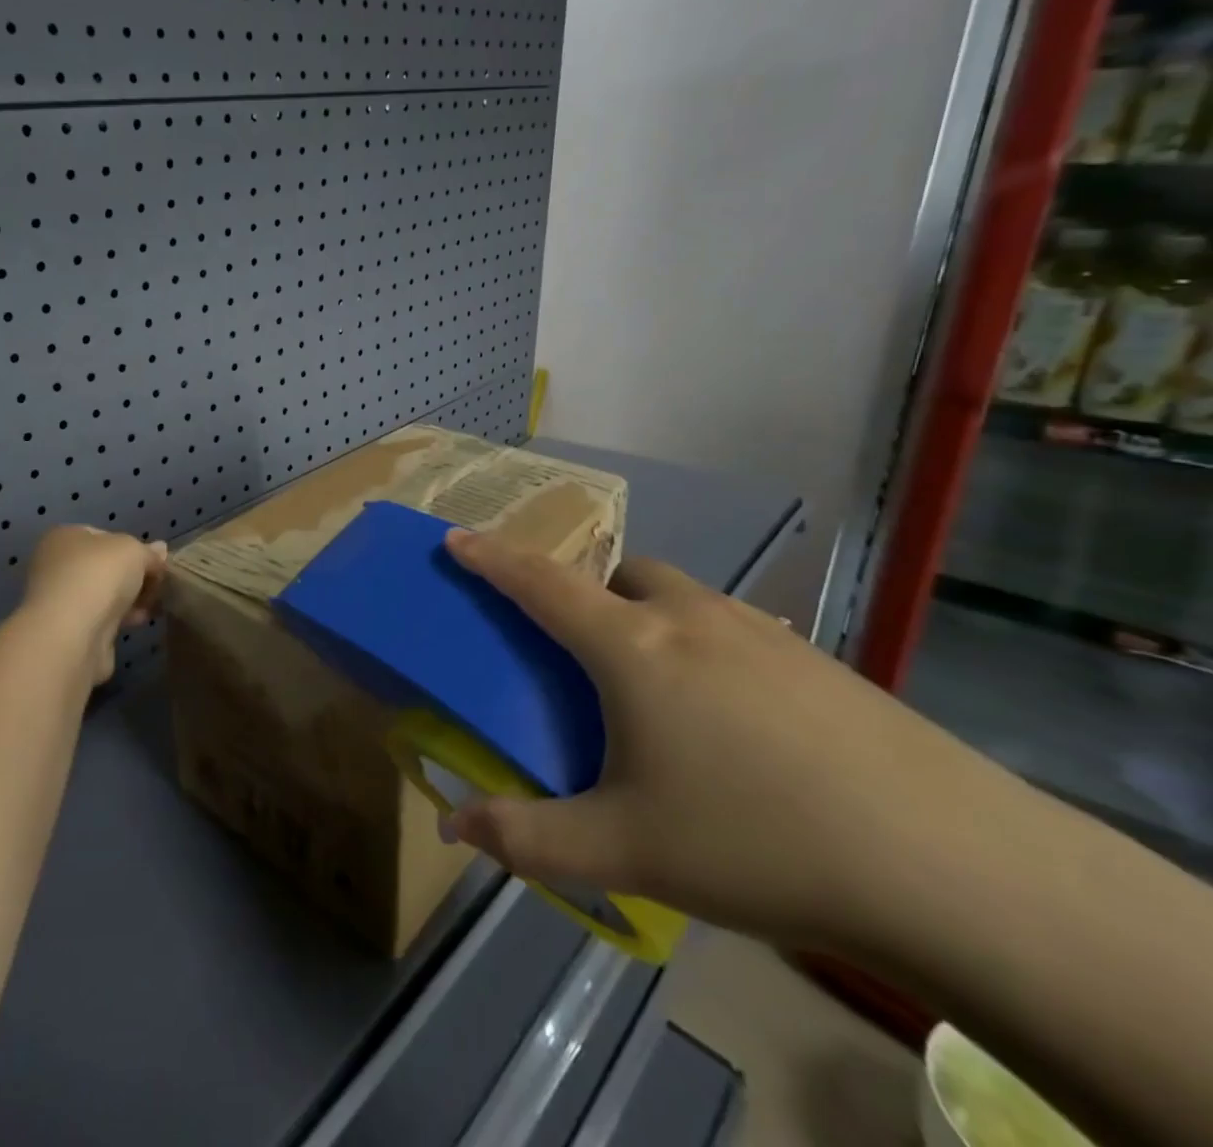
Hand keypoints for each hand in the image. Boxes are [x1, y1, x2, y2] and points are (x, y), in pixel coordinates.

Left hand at [21, 526, 168, 681]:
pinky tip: (140, 620)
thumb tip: (160, 551)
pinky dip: (120, 618)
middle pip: (104, 566)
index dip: (132, 546)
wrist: (74, 635)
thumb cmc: (99, 576)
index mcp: (64, 537)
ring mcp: (60, 600)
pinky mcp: (68, 630)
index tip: (153, 561)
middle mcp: (56, 565)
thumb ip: (148, 552)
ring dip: (128, 598)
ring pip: (103, 593)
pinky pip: (101, 618)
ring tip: (154, 603)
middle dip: (132, 575)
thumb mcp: (134, 551)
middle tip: (157, 583)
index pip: (103, 536)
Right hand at [441, 529, 986, 948]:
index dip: (491, 557)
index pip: (540, 583)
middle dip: (585, 594)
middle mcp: (688, 618)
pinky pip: (731, 627)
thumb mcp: (625, 851)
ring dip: (646, 617)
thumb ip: (527, 837)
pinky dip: (704, 646)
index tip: (457, 538)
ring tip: (658, 691)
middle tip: (581, 653)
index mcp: (630, 648)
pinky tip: (734, 719)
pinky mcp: (815, 658)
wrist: (952, 866)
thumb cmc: (756, 842)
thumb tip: (453, 826)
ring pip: (678, 597)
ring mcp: (759, 631)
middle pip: (616, 576)